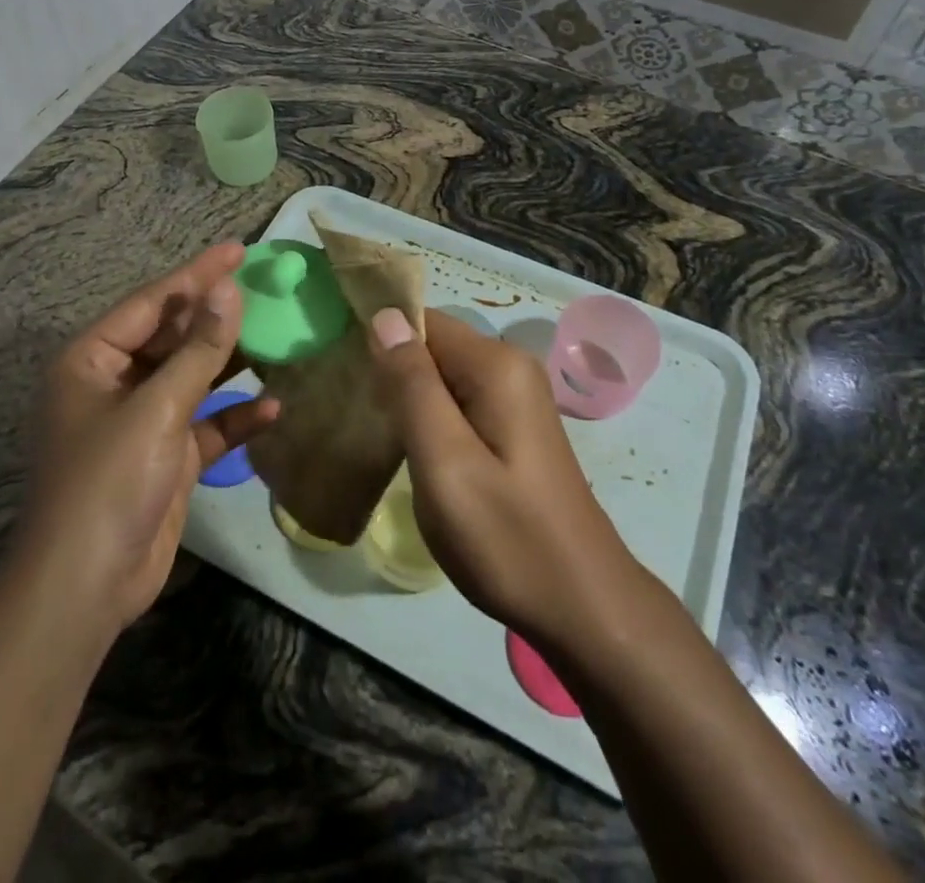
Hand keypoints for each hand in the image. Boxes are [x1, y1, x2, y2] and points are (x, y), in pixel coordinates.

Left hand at [7, 244, 277, 641]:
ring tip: (279, 336)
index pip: (152, 302)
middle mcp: (115, 383)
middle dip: (218, 316)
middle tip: (266, 288)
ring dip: (231, 363)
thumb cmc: (109, 482)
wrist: (86, 588)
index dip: (197, 274)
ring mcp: (142, 421)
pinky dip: (235, 416)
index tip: (240, 249)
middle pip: (173, 336)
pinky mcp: (166, 456)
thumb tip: (229, 289)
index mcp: (92, 360)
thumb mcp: (157, 408)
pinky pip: (206, 424)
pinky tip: (274, 407)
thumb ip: (199, 349)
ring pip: (193, 377)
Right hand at [369, 308, 637, 650]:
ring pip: (442, 377)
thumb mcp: (445, 462)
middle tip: (351, 412)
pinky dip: (429, 419)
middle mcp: (510, 367)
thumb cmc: (508, 537)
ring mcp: (516, 398)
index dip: (378, 338)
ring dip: (407, 398)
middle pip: (432, 347)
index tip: (339, 370)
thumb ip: (412, 386)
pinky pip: (459, 402)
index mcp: (496, 365)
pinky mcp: (514, 427)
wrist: (584, 608)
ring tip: (371, 433)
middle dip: (391, 371)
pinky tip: (409, 452)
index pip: (422, 321)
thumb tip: (384, 316)